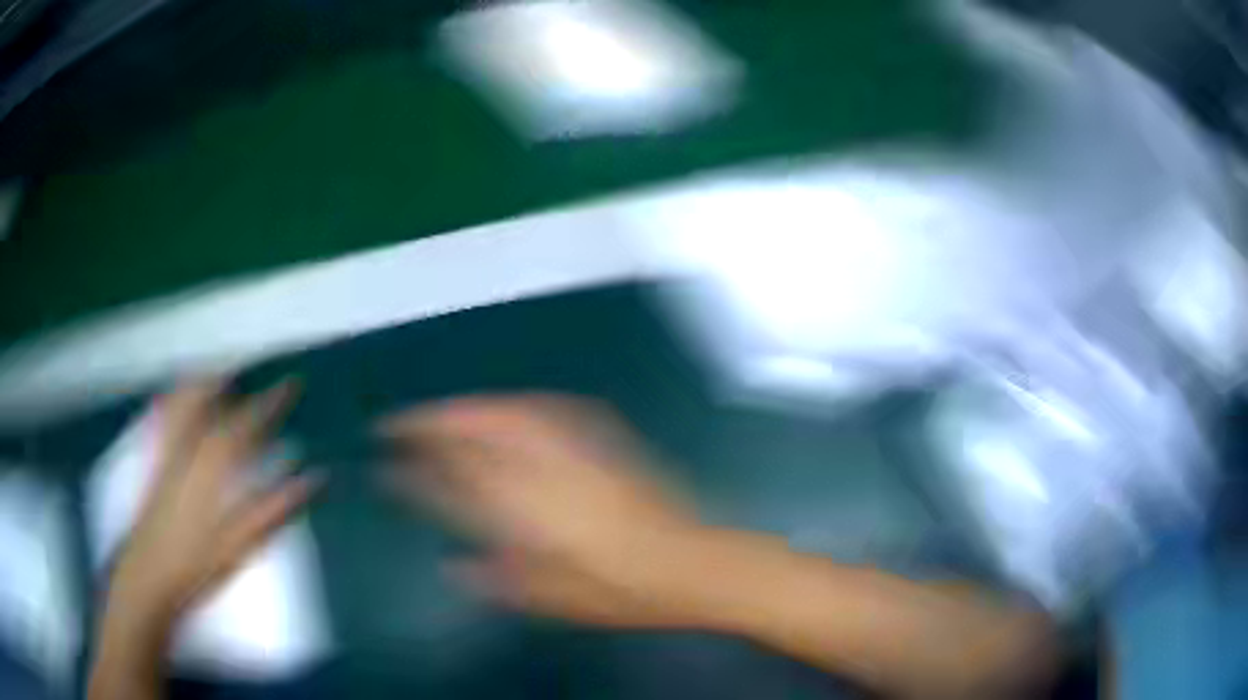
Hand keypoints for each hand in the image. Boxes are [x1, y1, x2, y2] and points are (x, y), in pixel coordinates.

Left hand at [103, 378, 320, 641]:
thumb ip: (272, 509)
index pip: (244, 427)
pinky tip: (171, 399)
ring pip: (182, 407)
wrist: (149, 577)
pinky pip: (162, 424)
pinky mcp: (154, 468)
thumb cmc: (197, 567)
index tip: (289, 384)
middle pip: (209, 406)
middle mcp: (186, 453)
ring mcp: (167, 457)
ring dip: (199, 385)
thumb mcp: (240, 544)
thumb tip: (312, 479)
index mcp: (211, 471)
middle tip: (248, 370)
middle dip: (231, 385)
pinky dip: (170, 404)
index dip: (268, 404)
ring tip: (214, 373)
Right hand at [381, 394, 715, 627]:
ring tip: (439, 410)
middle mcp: (538, 474)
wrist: (688, 562)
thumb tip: (455, 568)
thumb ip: (498, 581)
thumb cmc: (619, 591)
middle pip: (471, 434)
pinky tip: (506, 408)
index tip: (387, 464)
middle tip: (399, 422)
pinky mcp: (599, 440)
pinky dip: (513, 406)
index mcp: (522, 516)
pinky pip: (544, 410)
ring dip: (465, 408)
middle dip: (428, 422)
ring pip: (502, 414)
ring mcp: (570, 450)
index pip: (451, 485)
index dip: (413, 471)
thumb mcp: (553, 599)